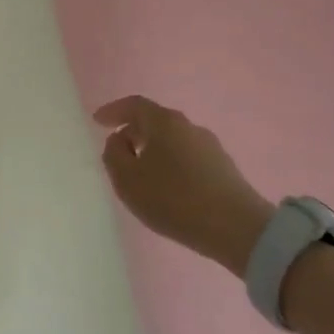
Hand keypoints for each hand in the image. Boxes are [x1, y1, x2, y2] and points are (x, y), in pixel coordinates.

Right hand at [94, 95, 275, 276]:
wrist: (236, 228)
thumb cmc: (173, 199)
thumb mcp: (128, 180)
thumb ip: (114, 154)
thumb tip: (119, 140)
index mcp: (164, 122)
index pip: (134, 105)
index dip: (113, 111)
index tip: (98, 121)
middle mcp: (188, 126)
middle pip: (155, 120)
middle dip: (133, 132)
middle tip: (117, 150)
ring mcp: (209, 146)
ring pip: (172, 140)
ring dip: (152, 150)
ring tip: (140, 173)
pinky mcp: (223, 168)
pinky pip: (186, 157)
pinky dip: (170, 163)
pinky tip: (167, 186)